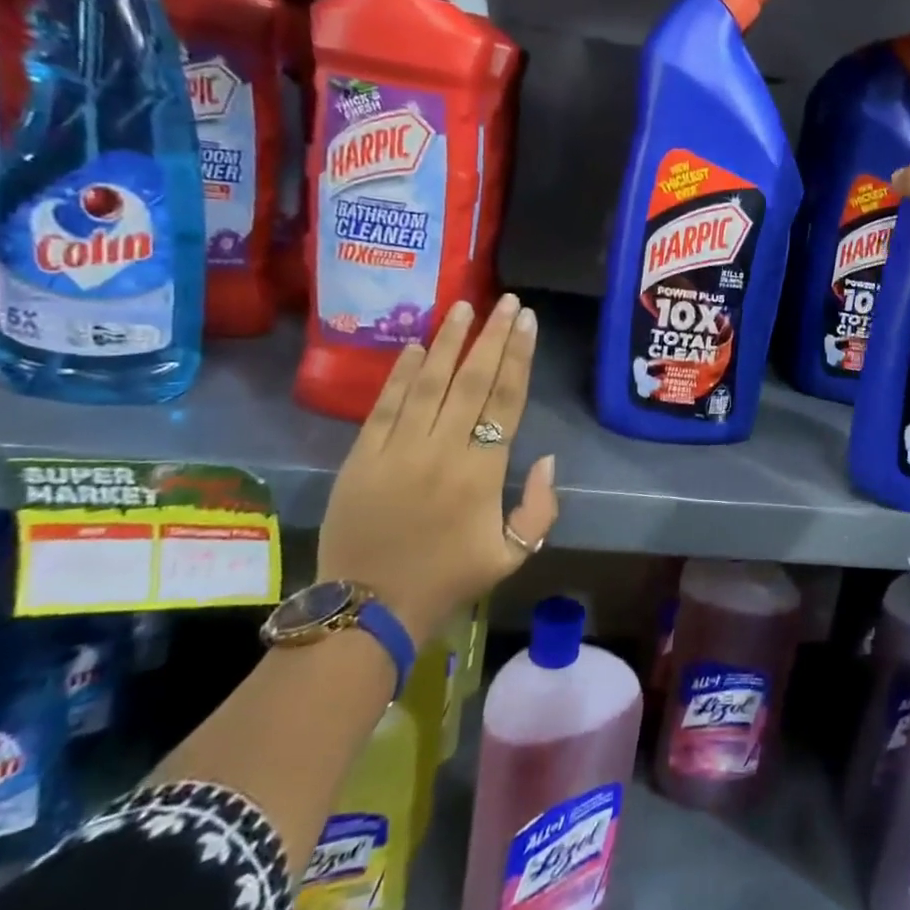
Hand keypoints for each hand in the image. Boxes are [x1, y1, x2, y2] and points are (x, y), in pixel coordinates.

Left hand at [317, 293, 559, 644]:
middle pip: (471, 381)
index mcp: (481, 473)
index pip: (505, 401)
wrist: (369, 607)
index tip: (526, 322)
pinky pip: (385, 406)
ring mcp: (397, 451)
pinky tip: (417, 346)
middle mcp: (441, 451)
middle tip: (504, 301)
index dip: (518, 357)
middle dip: (491, 336)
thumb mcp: (513, 555)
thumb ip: (541, 507)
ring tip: (462, 307)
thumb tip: (548, 458)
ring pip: (428, 383)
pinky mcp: (362, 457)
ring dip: (448, 342)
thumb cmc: (448, 579)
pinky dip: (401, 374)